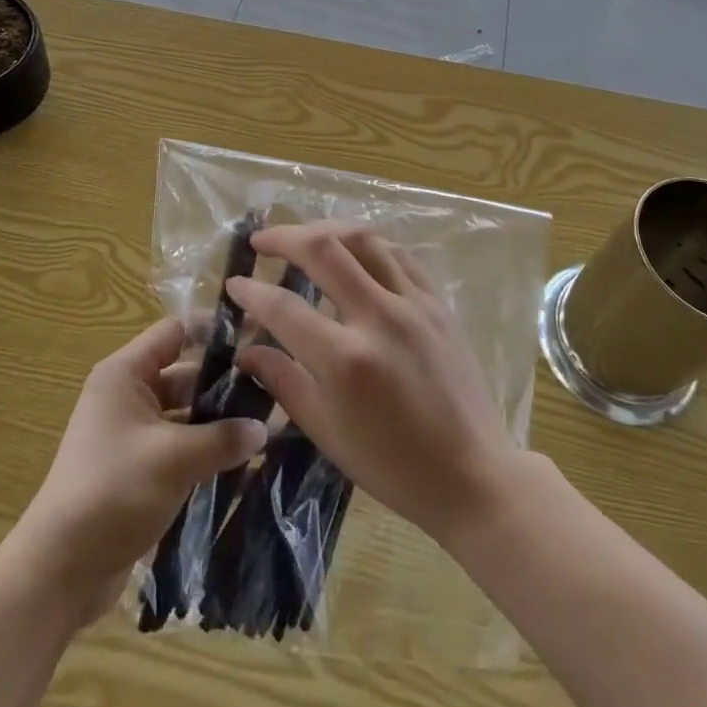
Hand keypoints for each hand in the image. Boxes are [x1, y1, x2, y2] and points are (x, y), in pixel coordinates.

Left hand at [8, 317, 267, 627]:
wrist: (60, 570)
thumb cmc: (113, 492)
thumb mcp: (174, 459)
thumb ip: (222, 438)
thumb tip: (264, 428)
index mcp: (125, 374)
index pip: (176, 331)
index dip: (215, 331)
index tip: (258, 337)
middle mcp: (127, 395)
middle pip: (184, 373)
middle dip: (225, 382)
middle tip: (273, 389)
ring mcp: (132, 433)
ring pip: (185, 413)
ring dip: (219, 421)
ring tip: (267, 425)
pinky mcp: (138, 468)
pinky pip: (179, 446)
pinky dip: (206, 450)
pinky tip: (244, 462)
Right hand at [228, 222, 521, 547]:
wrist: (472, 475)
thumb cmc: (392, 466)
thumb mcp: (327, 432)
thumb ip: (284, 381)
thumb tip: (247, 349)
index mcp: (346, 360)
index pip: (284, 307)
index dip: (251, 291)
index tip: (234, 284)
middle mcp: (379, 318)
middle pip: (324, 249)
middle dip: (284, 237)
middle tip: (261, 241)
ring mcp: (414, 304)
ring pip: (363, 239)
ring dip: (325, 230)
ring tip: (303, 238)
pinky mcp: (438, 302)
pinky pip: (398, 253)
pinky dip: (367, 244)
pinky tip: (352, 252)